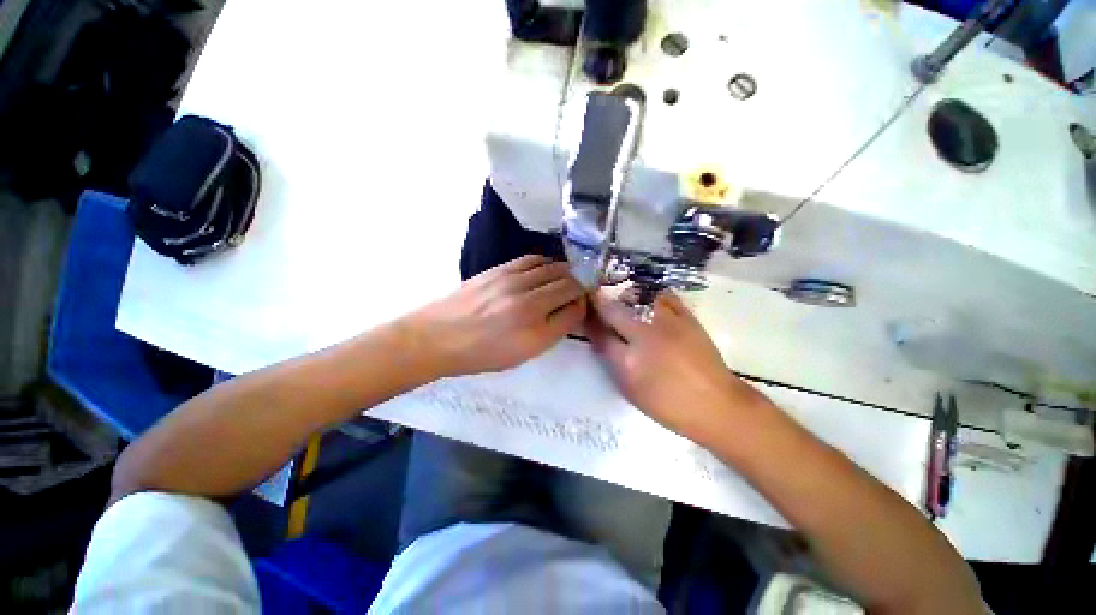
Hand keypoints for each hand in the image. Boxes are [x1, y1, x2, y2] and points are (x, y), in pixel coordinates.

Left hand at [408, 255, 586, 376]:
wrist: (439, 336)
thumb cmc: (481, 354)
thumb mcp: (522, 355)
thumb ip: (551, 332)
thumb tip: (570, 309)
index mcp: (535, 333)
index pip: (575, 311)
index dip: (584, 305)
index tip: (583, 304)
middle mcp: (529, 304)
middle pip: (569, 285)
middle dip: (581, 286)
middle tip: (581, 289)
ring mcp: (513, 282)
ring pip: (555, 269)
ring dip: (567, 272)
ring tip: (567, 277)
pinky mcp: (500, 269)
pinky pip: (534, 260)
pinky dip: (547, 263)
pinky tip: (546, 269)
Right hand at [587, 289, 770, 442]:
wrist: (717, 404)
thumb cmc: (670, 405)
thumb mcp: (632, 390)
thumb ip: (614, 361)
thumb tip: (602, 339)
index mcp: (630, 359)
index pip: (601, 333)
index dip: (590, 321)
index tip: (585, 313)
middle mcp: (646, 335)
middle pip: (615, 311)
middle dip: (602, 303)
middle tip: (597, 299)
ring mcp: (668, 323)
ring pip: (639, 298)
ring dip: (625, 296)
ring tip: (622, 297)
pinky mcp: (687, 318)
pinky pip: (665, 297)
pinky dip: (653, 295)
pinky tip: (649, 299)